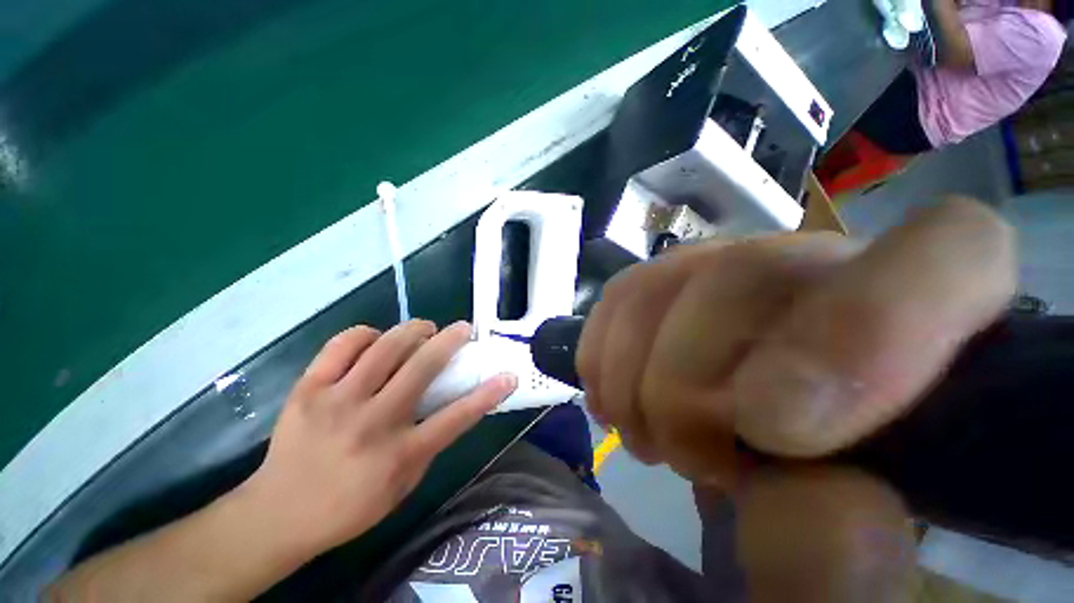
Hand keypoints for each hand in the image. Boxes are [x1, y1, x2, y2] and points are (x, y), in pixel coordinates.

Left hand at [237, 320, 517, 554]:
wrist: (277, 513)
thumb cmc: (348, 505)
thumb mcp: (403, 485)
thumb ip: (430, 444)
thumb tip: (453, 406)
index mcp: (399, 454)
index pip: (456, 418)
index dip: (488, 394)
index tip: (508, 375)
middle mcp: (372, 422)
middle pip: (422, 368)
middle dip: (450, 340)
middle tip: (461, 329)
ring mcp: (337, 401)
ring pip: (385, 347)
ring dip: (413, 330)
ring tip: (423, 329)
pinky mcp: (308, 388)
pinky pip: (343, 344)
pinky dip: (366, 334)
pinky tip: (375, 340)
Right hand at [579, 198, 1015, 599]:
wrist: (766, 448)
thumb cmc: (826, 513)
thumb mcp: (852, 562)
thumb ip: (846, 562)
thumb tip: (795, 492)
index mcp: (930, 330)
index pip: (955, 256)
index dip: (864, 328)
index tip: (774, 427)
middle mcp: (828, 272)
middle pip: (746, 275)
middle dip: (689, 382)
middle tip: (688, 457)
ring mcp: (736, 266)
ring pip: (666, 280)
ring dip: (637, 372)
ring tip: (648, 435)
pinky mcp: (672, 280)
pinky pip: (623, 292)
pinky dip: (603, 349)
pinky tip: (613, 395)